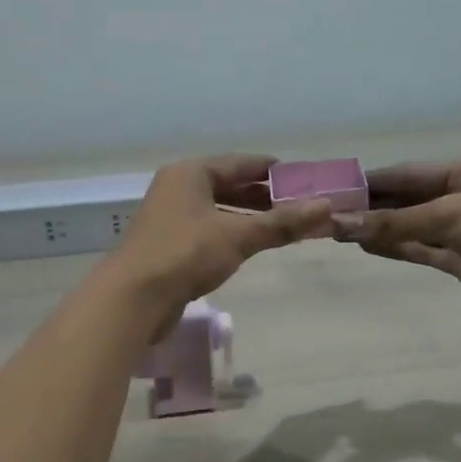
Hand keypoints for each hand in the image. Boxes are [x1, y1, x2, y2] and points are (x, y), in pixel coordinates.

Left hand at [108, 155, 332, 315]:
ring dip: (248, 218)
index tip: (304, 180)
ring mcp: (170, 217)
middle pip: (229, 185)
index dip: (274, 171)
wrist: (134, 298)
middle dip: (264, 197)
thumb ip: (282, 223)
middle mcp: (178, 188)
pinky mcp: (168, 245)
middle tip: (299, 207)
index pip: (241, 163)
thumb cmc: (186, 255)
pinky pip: (208, 231)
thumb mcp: (239, 236)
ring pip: (218, 210)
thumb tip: (326, 208)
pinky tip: (249, 248)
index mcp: (191, 172)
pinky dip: (231, 235)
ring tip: (281, 228)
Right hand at [332, 158, 460, 322]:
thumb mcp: (451, 215)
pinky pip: (423, 251)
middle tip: (329, 213)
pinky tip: (368, 247)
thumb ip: (396, 223)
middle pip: (408, 199)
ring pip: (412, 227)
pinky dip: (398, 248)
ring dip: (380, 229)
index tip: (335, 188)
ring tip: (338, 231)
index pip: (408, 173)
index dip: (372, 181)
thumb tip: (342, 224)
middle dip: (372, 206)